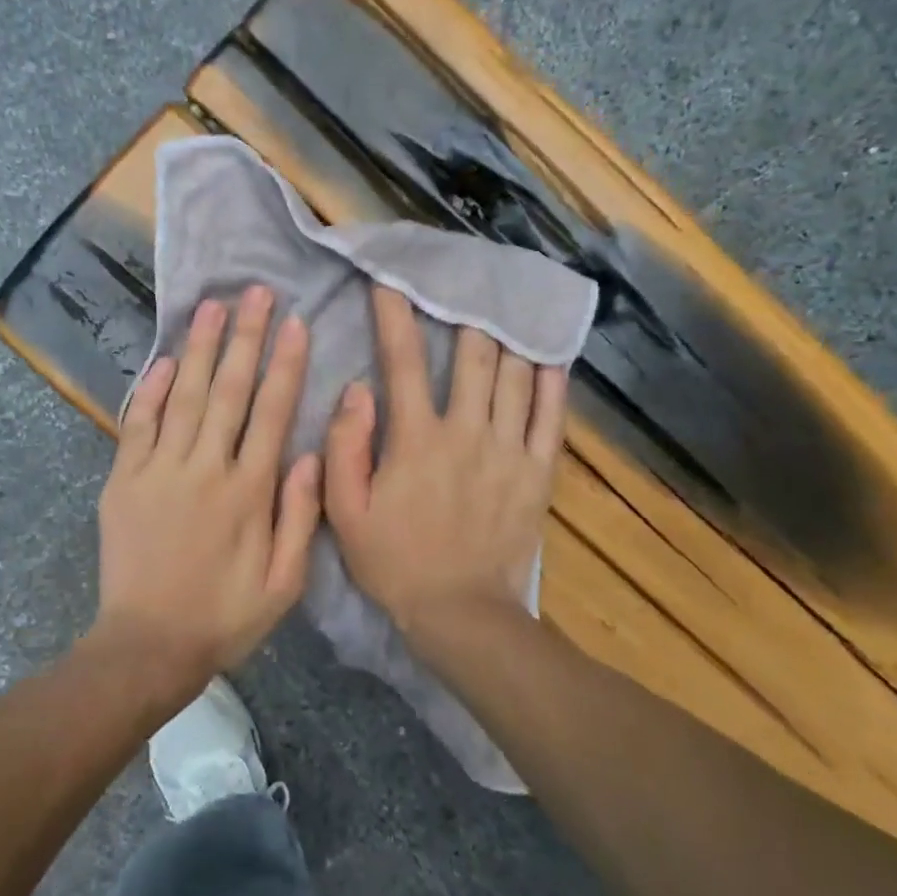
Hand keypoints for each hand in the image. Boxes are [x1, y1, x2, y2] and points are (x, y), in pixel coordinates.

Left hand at [94, 286, 322, 690]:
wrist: (147, 646)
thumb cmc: (224, 617)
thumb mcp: (283, 584)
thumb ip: (300, 517)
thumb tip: (309, 455)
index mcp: (248, 492)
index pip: (271, 413)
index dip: (284, 365)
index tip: (294, 323)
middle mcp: (205, 469)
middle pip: (229, 391)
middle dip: (245, 338)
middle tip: (256, 292)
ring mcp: (159, 471)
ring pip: (186, 397)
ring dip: (201, 349)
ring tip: (213, 307)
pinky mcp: (124, 480)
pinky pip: (139, 424)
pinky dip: (152, 389)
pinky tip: (165, 359)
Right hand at [323, 286, 567, 638]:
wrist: (460, 613)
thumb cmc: (395, 561)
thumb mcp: (345, 511)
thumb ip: (345, 447)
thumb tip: (357, 390)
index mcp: (415, 438)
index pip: (402, 361)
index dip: (394, 315)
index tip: (390, 282)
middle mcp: (466, 431)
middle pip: (472, 356)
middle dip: (464, 314)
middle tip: (462, 286)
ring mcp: (508, 449)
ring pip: (514, 376)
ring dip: (507, 338)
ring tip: (505, 308)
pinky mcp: (537, 472)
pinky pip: (550, 416)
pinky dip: (552, 381)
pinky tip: (549, 355)